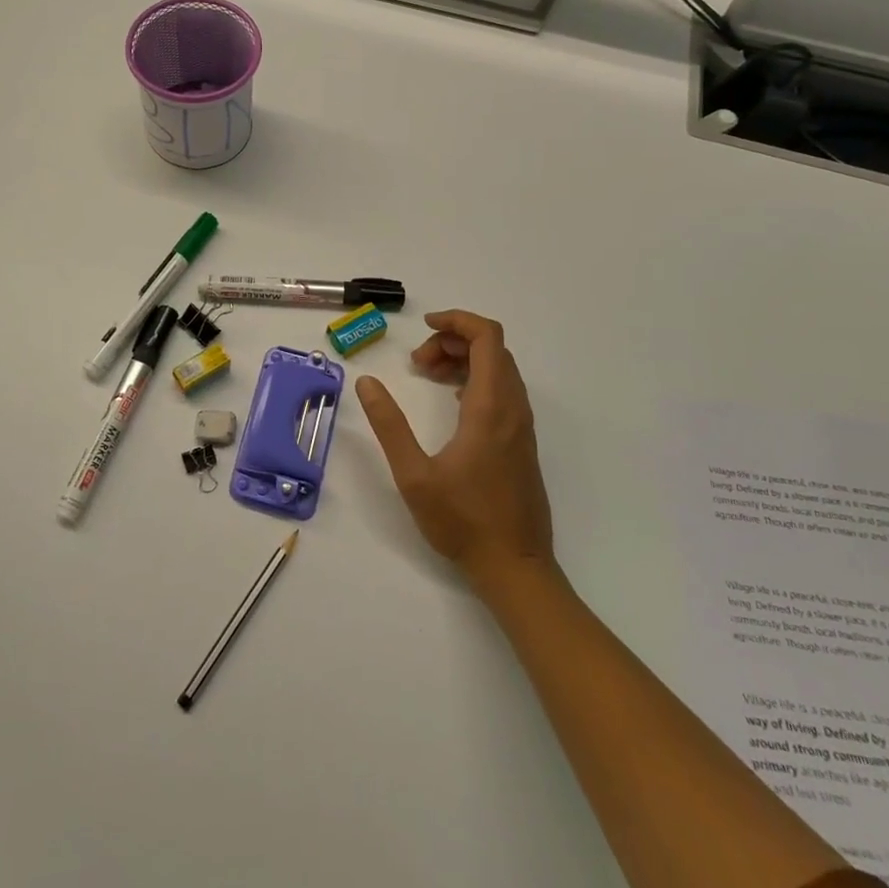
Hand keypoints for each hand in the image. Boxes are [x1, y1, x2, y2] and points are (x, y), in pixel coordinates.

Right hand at [356, 310, 555, 593]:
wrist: (516, 567)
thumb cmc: (463, 522)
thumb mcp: (413, 475)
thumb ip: (389, 425)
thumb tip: (367, 382)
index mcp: (490, 407)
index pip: (487, 337)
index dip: (457, 320)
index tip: (423, 327)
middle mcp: (512, 408)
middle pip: (492, 349)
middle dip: (452, 341)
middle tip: (416, 364)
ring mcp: (522, 426)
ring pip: (499, 370)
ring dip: (464, 360)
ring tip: (427, 377)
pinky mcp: (522, 443)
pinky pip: (503, 391)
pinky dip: (476, 380)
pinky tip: (450, 401)